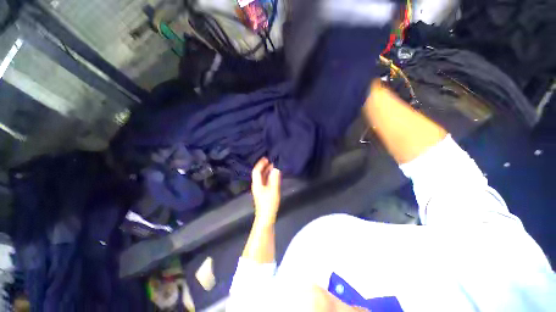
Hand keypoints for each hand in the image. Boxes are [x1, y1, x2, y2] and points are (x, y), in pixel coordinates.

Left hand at [251, 157, 280, 225]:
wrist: (266, 217)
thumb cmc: (269, 204)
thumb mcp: (273, 190)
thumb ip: (274, 179)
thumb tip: (276, 168)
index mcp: (257, 184)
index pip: (256, 171)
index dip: (260, 164)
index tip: (266, 158)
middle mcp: (257, 185)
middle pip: (258, 173)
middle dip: (264, 166)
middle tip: (270, 161)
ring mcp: (259, 189)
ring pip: (262, 177)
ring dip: (266, 171)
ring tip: (273, 166)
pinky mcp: (263, 193)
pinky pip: (265, 181)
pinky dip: (268, 176)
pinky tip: (273, 176)